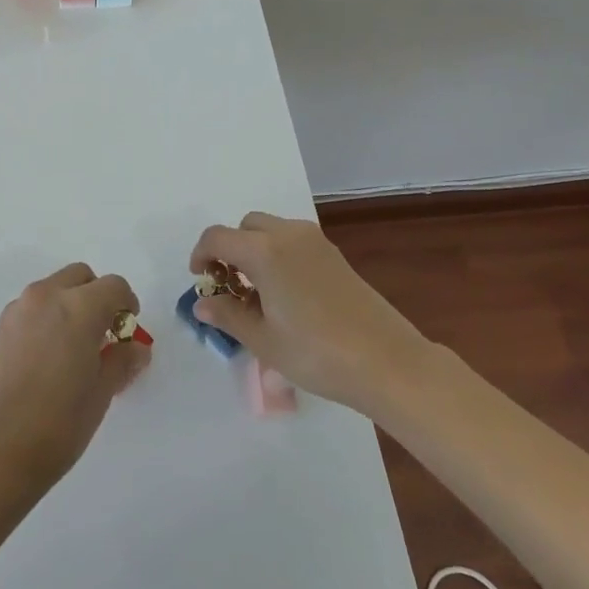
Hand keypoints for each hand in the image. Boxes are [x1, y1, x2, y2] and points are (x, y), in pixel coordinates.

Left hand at [0, 263, 150, 489]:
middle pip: (79, 277)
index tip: (127, 330)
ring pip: (51, 290)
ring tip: (71, 351)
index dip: (127, 303)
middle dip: (96, 296)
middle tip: (102, 334)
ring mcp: (16, 310)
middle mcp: (45, 297)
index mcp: (78, 308)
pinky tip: (42, 361)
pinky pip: (29, 310)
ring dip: (68, 306)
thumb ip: (121, 362)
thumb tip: (135, 348)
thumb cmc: (57, 425)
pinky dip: (44, 320)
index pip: (114, 286)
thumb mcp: (100, 395)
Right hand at [190, 213, 434, 411]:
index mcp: (264, 251)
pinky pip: (292, 241)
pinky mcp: (333, 254)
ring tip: (257, 293)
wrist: (388, 362)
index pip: (218, 237)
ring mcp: (314, 241)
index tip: (201, 280)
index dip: (201, 254)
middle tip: (228, 286)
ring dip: (254, 250)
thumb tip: (202, 303)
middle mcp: (288, 234)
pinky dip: (277, 254)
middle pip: (245, 227)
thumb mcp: (263, 341)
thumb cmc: (317, 353)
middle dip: (229, 250)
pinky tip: (285, 294)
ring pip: (270, 230)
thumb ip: (228, 315)